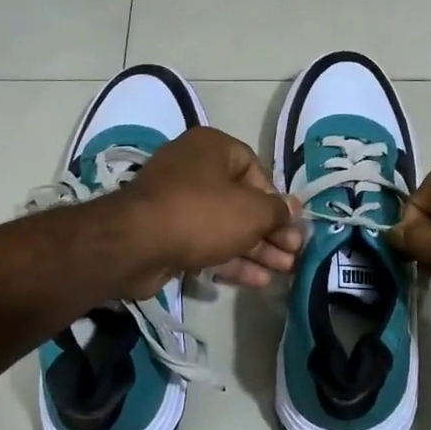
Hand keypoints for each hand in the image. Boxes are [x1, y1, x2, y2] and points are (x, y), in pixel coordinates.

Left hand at [108, 127, 301, 298]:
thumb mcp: (251, 211)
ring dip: (256, 250)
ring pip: (226, 226)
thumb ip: (277, 211)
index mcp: (212, 148)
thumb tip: (292, 209)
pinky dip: (231, 260)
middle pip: (242, 202)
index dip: (276, 199)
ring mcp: (177, 203)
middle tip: (294, 254)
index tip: (291, 225)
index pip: (255, 169)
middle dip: (271, 231)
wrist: (136, 244)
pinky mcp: (167, 234)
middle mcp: (193, 169)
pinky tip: (258, 281)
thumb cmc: (202, 214)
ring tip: (285, 271)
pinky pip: (207, 243)